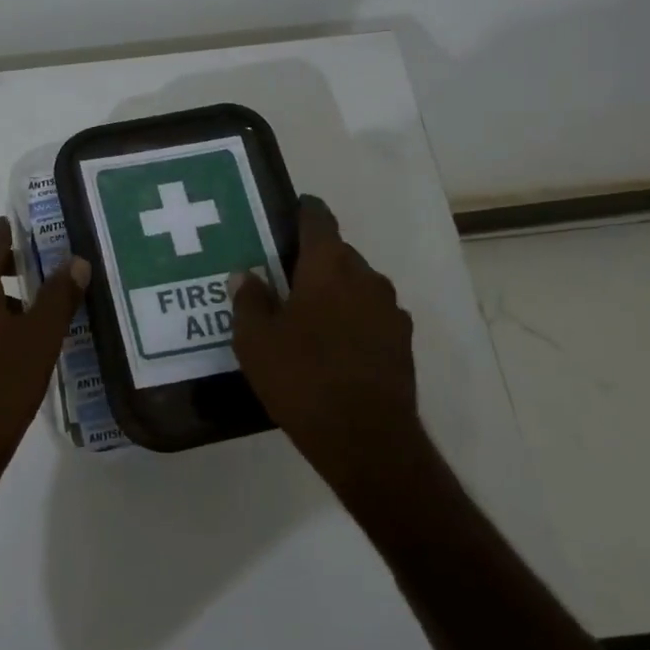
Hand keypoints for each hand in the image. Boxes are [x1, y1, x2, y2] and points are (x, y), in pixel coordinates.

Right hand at [229, 197, 428, 491]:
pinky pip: (370, 315)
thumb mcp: (255, 341)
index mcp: (329, 267)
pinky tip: (332, 345)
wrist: (365, 438)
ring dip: (335, 291)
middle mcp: (366, 278)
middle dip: (314, 259)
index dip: (304, 211)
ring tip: (307, 314)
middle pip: (339, 254)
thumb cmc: (302, 378)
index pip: (319, 220)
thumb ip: (249, 301)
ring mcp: (390, 311)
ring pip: (357, 285)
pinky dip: (352, 318)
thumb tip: (247, 275)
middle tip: (284, 276)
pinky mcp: (402, 342)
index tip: (290, 212)